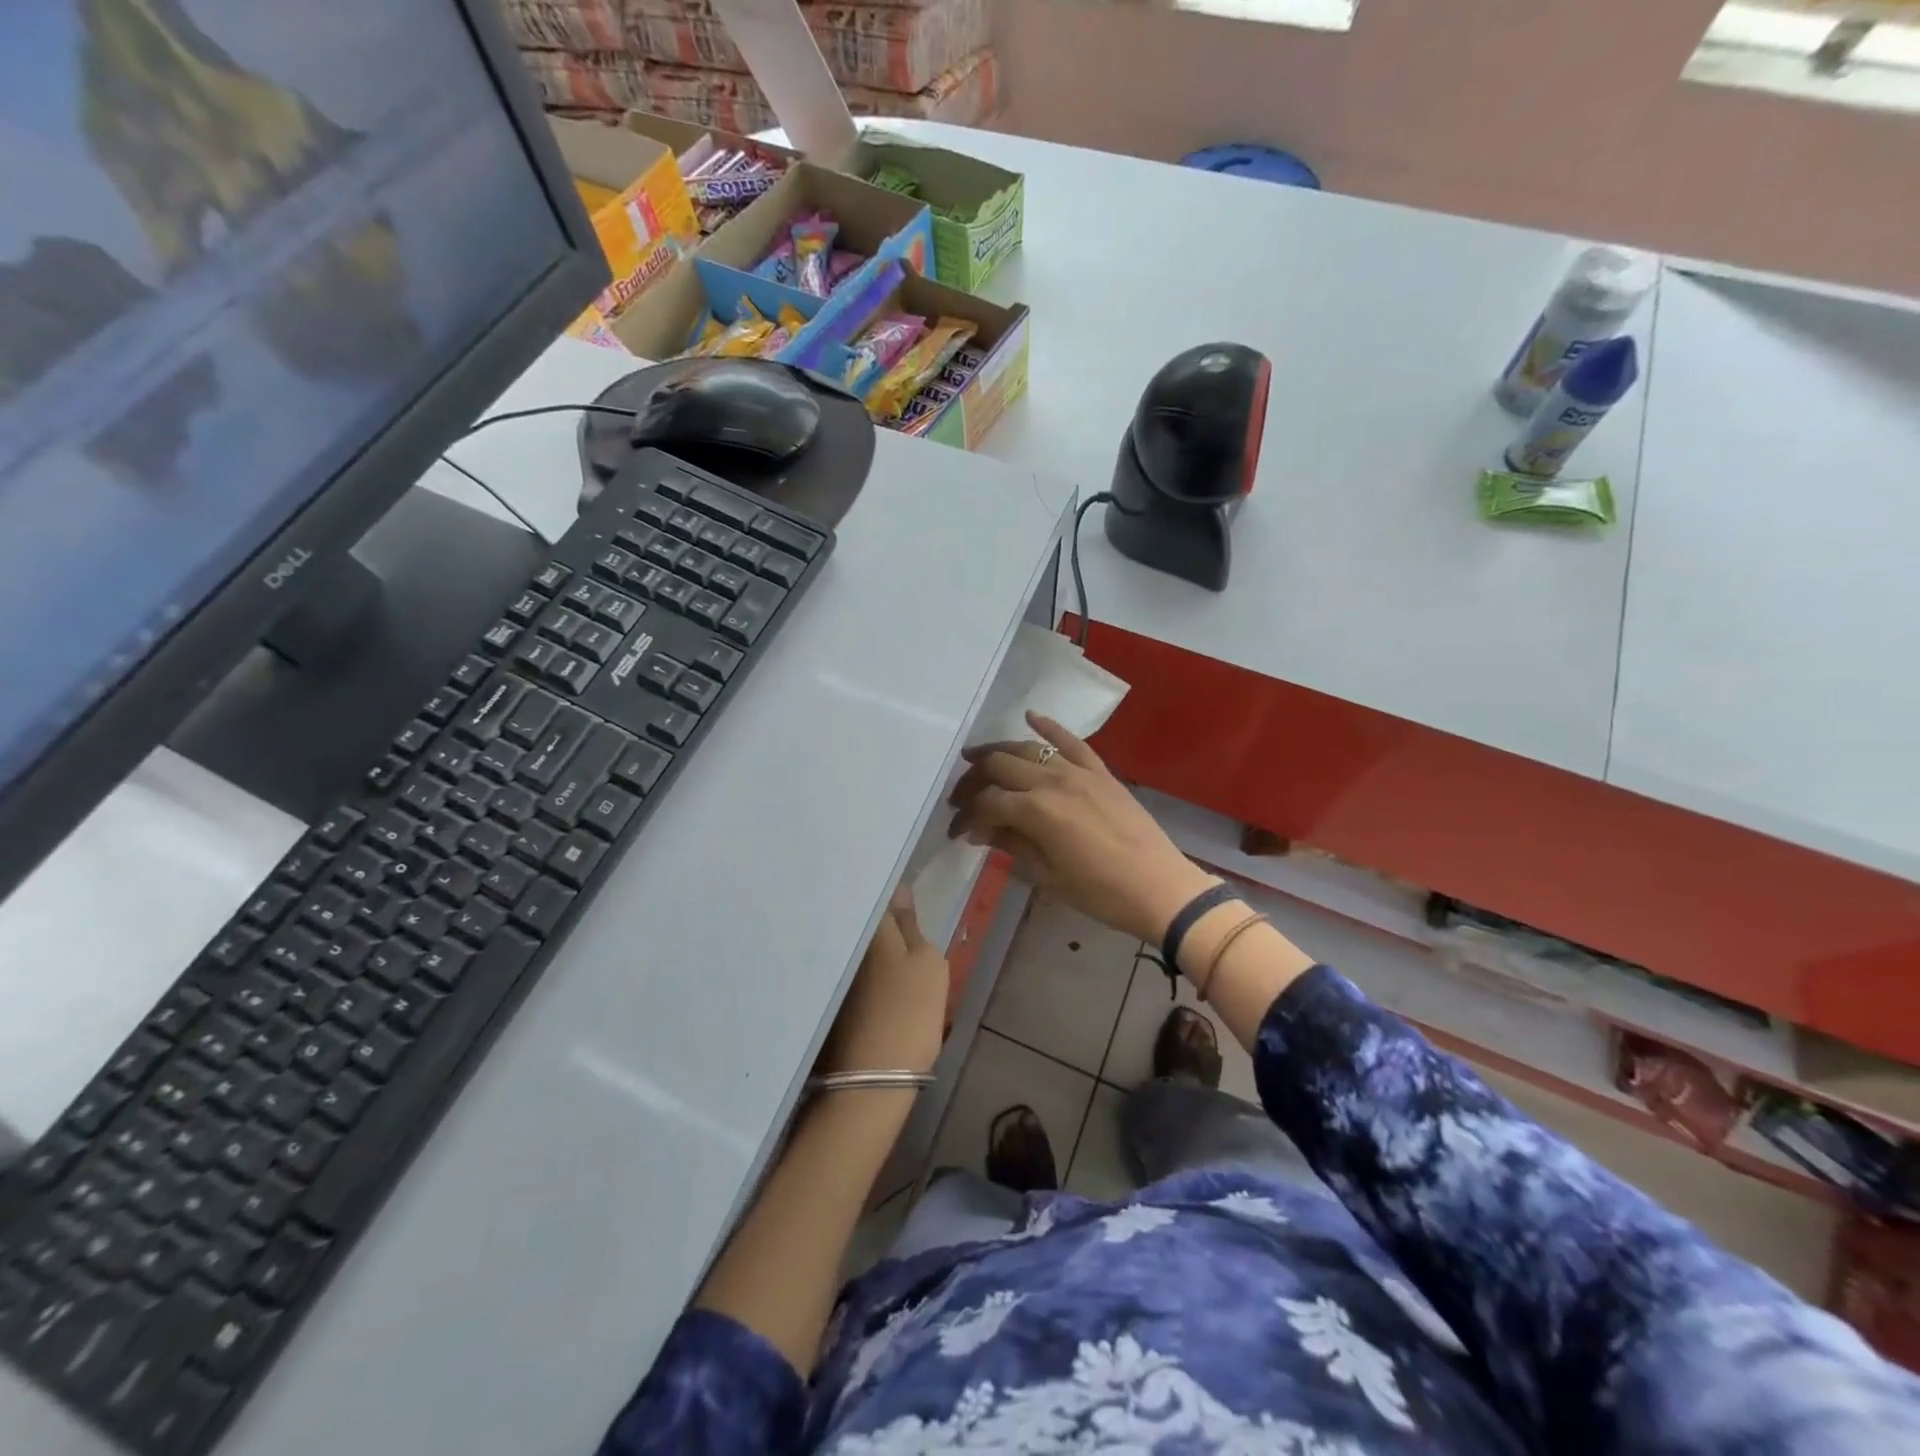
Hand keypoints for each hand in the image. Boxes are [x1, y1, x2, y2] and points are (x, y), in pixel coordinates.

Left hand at [819, 886, 948, 1076]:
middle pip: (858, 918)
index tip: (900, 892)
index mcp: (869, 928)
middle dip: (873, 913)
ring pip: (850, 943)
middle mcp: (841, 942)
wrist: (873, 1077)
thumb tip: (898, 890)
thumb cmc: (911, 1011)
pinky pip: (843, 966)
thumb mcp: (929, 963)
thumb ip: (911, 924)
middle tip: (896, 915)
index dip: (888, 891)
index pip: (875, 893)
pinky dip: (855, 964)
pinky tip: (869, 974)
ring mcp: (830, 971)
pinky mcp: (826, 998)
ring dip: (864, 939)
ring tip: (884, 942)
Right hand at [947, 712, 1219, 945]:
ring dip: (998, 751)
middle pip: (1000, 766)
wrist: (1158, 887)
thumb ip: (1011, 845)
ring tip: (976, 758)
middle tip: (961, 797)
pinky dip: (1049, 727)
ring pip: (1028, 749)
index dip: (965, 816)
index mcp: (1035, 811)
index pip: (987, 803)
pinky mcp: (1101, 771)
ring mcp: (1078, 772)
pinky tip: (1031, 716)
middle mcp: (1051, 781)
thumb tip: (978, 830)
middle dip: (973, 780)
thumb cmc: (1099, 892)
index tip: (955, 831)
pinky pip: (1071, 741)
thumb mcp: (1047, 875)